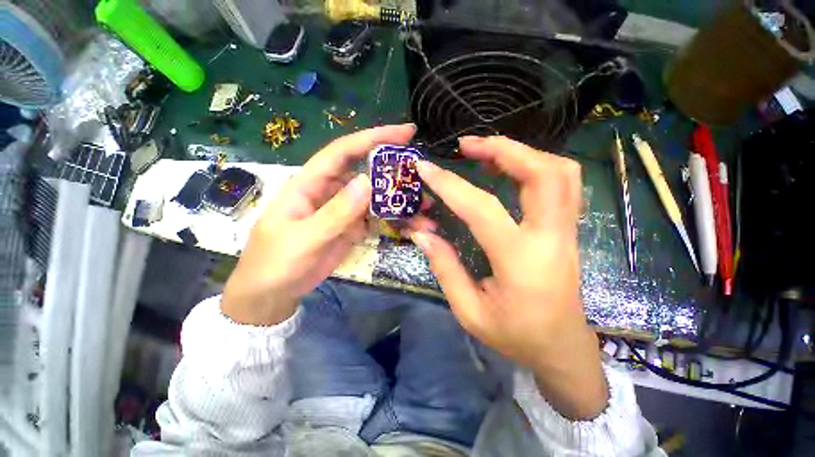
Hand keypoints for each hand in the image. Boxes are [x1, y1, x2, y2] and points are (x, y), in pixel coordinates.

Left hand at [222, 124, 415, 325]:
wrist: (274, 291)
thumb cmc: (277, 262)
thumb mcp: (304, 238)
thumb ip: (335, 212)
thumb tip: (367, 181)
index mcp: (311, 183)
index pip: (344, 151)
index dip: (373, 138)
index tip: (405, 132)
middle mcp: (331, 190)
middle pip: (366, 171)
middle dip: (394, 170)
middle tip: (423, 174)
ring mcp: (344, 210)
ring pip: (375, 197)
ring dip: (398, 200)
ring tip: (424, 206)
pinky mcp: (352, 226)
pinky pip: (376, 217)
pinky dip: (393, 219)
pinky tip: (411, 224)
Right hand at [408, 136, 606, 419]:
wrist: (562, 348)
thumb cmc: (515, 335)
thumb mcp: (469, 311)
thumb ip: (444, 267)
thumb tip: (421, 233)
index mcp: (520, 261)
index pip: (481, 209)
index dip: (450, 184)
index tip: (425, 167)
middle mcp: (551, 237)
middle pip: (543, 172)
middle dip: (503, 149)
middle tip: (468, 145)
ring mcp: (566, 231)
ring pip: (560, 172)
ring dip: (522, 153)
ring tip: (487, 152)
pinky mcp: (568, 230)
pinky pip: (562, 183)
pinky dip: (535, 165)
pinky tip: (508, 170)